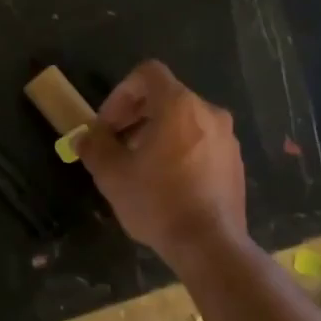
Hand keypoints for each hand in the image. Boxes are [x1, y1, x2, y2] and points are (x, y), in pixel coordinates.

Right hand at [77, 60, 247, 262]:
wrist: (210, 246)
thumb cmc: (157, 202)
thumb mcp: (112, 174)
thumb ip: (95, 147)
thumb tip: (85, 137)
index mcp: (179, 106)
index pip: (147, 74)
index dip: (120, 93)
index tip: (108, 125)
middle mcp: (208, 112)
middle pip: (165, 97)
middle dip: (135, 116)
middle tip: (116, 145)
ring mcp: (227, 138)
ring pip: (184, 121)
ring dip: (156, 134)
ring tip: (139, 167)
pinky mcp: (235, 163)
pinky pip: (201, 142)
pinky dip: (179, 150)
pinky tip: (166, 183)